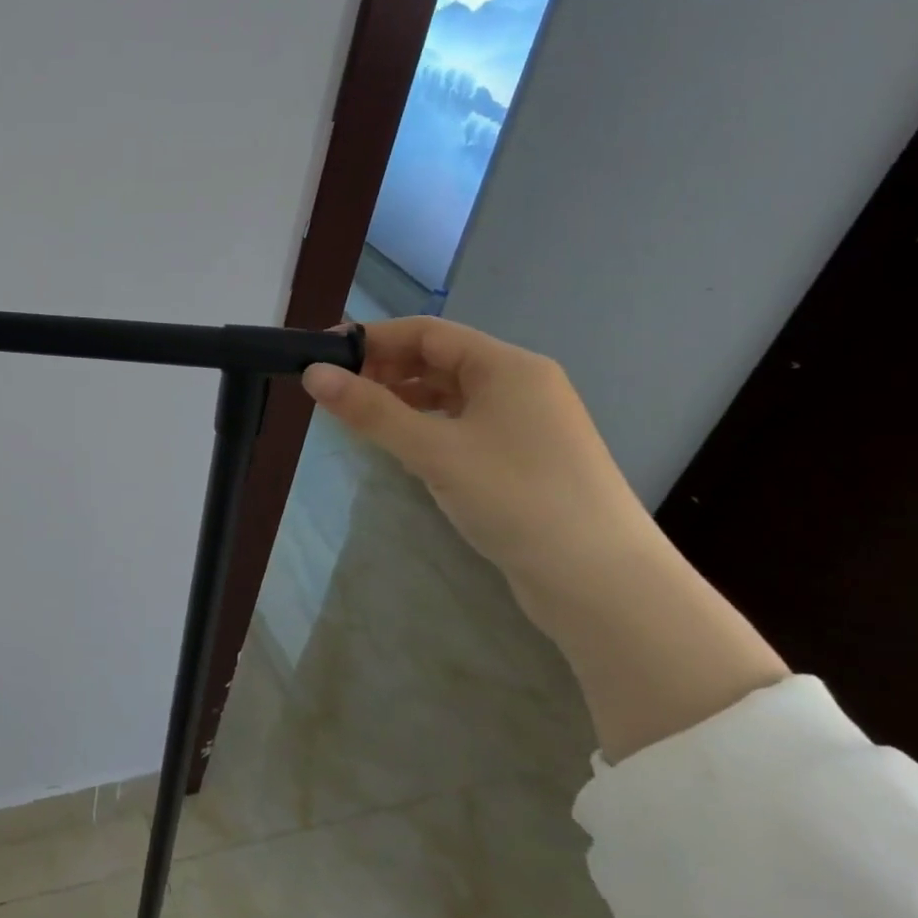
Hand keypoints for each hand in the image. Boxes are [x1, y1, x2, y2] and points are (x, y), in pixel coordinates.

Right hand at [306, 317, 786, 759]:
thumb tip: (313, 373)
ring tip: (359, 417)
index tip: (323, 356)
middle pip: (438, 358)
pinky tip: (402, 444)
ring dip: (402, 397)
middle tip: (334, 391)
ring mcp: (525, 423)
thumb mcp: (433, 450)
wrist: (604, 585)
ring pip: (449, 393)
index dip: (372, 338)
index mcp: (508, 367)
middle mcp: (520, 385)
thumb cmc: (516, 499)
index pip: (427, 332)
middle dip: (384, 368)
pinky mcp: (523, 458)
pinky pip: (462, 423)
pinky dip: (425, 424)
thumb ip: (370, 410)